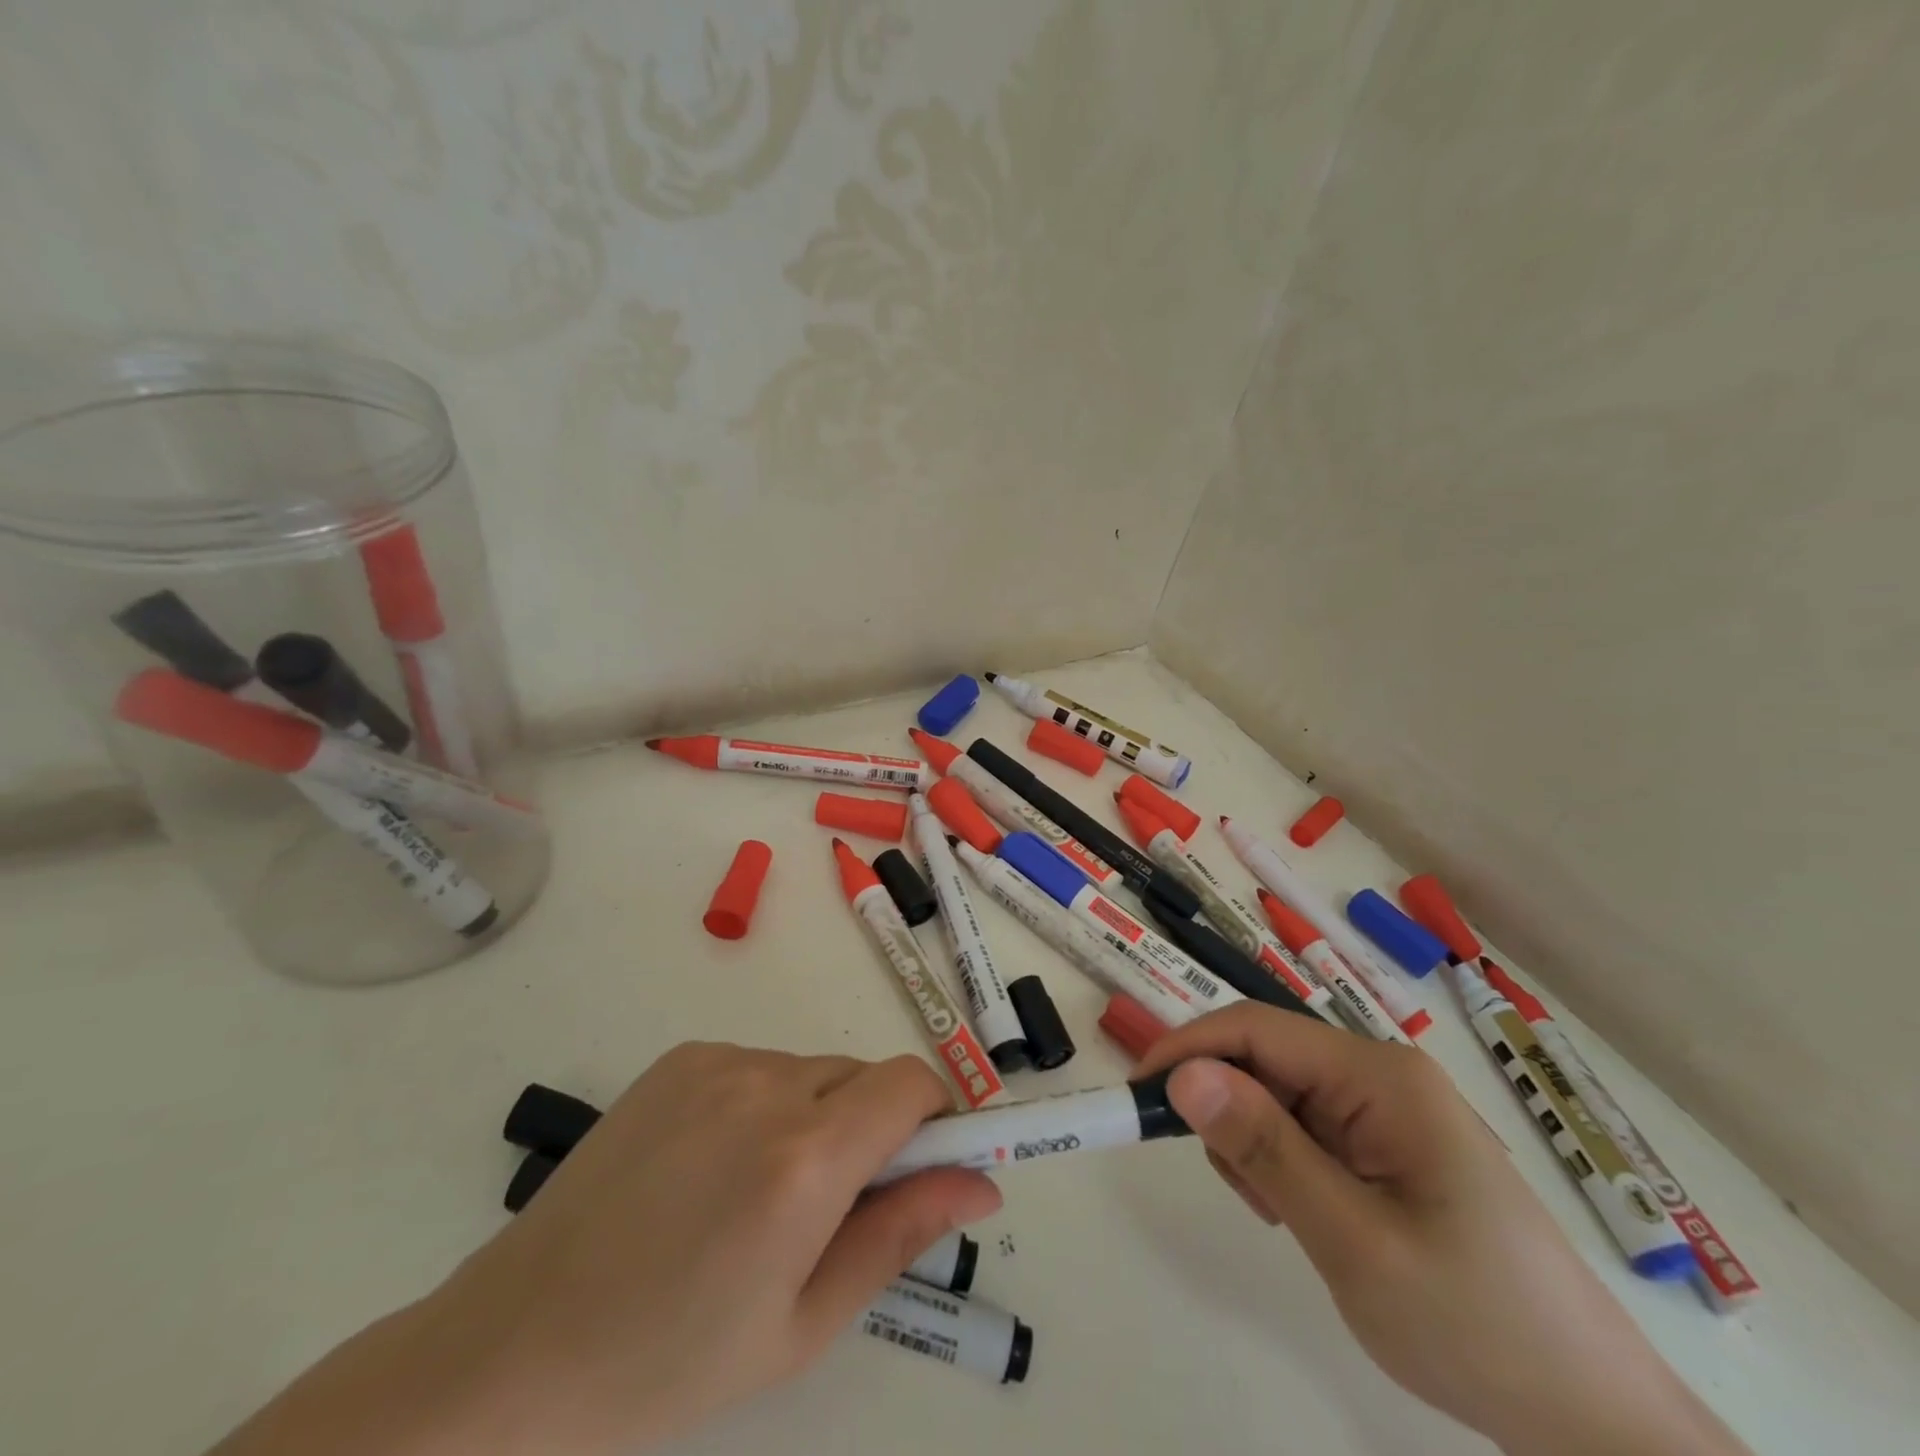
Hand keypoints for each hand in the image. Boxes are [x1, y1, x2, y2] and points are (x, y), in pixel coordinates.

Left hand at [210, 1045, 999, 1455]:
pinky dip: (766, 1102)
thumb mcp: (804, 1322)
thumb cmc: (670, 1364)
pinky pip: (760, 1065)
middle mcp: (767, 1086)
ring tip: (759, 1196)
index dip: (935, 1119)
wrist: (515, 1350)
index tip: (926, 1166)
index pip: (913, 1085)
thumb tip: (981, 1183)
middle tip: (830, 1207)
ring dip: (818, 1116)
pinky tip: (713, 1168)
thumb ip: (901, 1233)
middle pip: (864, 1076)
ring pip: (814, 1071)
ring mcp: (718, 1062)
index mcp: (805, 1159)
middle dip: (873, 1128)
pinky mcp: (681, 1057)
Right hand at [1136, 1005, 1747, 1455]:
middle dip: (1226, 1108)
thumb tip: (1184, 1074)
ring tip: (1283, 1215)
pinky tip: (1307, 1213)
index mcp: (1379, 1074)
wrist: (1592, 1421)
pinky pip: (1307, 1127)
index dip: (1189, 1049)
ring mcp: (1388, 1109)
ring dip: (1255, 1141)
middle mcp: (1381, 1073)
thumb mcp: (1353, 1240)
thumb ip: (1265, 1149)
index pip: (1256, 1029)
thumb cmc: (1475, 1324)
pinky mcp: (1390, 1144)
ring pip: (1279, 1094)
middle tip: (1239, 1190)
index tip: (1138, 1095)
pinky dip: (1282, 1160)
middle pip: (1266, 1059)